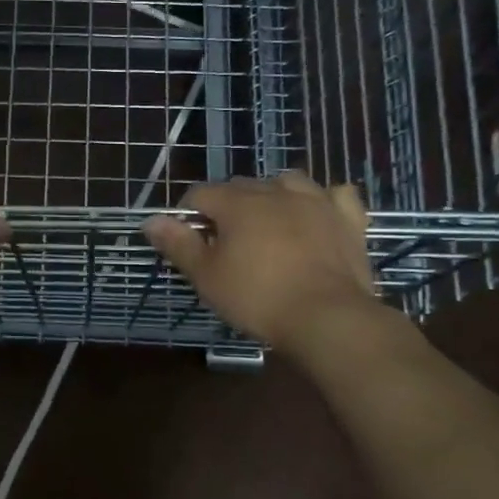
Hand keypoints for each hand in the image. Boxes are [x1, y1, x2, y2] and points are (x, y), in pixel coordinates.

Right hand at [143, 172, 380, 350]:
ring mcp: (316, 201)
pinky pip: (335, 195)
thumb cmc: (257, 297)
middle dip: (227, 206)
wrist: (327, 317)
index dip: (187, 214)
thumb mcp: (206, 276)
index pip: (200, 194)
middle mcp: (275, 191)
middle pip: (241, 186)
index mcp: (238, 203)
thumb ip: (178, 244)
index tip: (188, 240)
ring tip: (268, 222)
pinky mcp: (348, 219)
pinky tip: (318, 214)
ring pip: (287, 181)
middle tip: (224, 243)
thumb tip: (150, 220)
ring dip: (273, 195)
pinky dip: (324, 200)